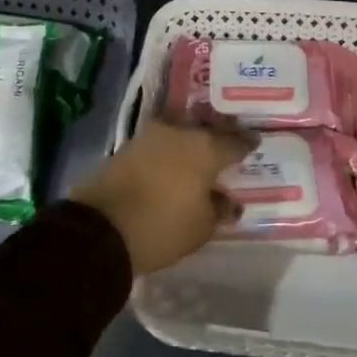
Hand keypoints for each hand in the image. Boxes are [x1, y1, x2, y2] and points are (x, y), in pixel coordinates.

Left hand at [73, 121, 257, 274]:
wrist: (101, 227)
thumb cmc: (163, 226)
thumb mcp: (201, 226)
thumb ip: (218, 209)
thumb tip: (229, 201)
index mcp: (205, 148)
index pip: (234, 142)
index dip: (246, 143)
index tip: (255, 140)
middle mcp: (179, 133)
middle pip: (205, 129)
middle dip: (217, 134)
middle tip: (227, 140)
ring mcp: (150, 137)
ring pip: (179, 131)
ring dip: (190, 139)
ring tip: (199, 151)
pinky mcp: (127, 147)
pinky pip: (158, 143)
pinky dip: (168, 150)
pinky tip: (173, 161)